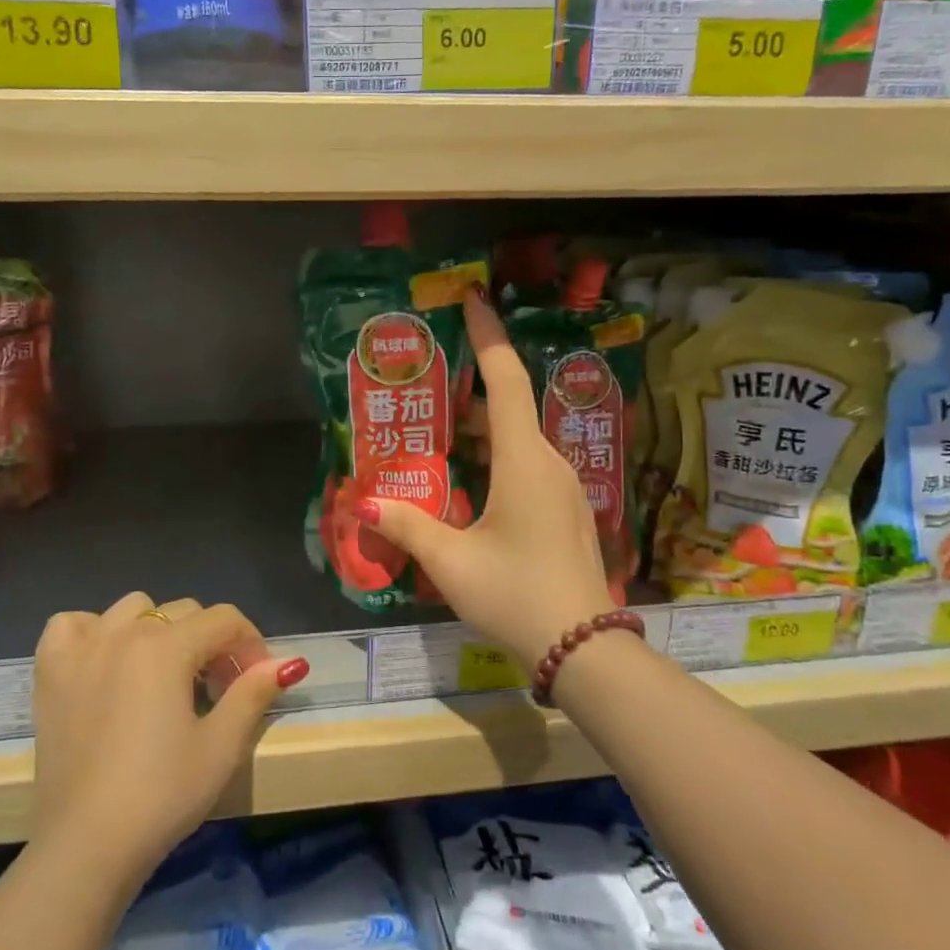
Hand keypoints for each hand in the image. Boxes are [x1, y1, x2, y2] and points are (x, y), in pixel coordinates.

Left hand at [30, 594, 309, 882]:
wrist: (86, 846)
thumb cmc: (161, 795)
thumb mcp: (222, 747)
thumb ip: (253, 694)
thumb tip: (287, 663)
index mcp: (166, 647)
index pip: (224, 619)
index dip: (251, 644)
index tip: (258, 680)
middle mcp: (122, 633)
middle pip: (183, 612)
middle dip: (211, 642)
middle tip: (218, 689)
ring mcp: (82, 649)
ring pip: (132, 609)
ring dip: (157, 630)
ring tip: (163, 675)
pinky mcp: (50, 672)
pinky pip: (72, 625)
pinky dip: (93, 632)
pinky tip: (105, 662)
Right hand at [361, 291, 614, 671]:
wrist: (585, 649)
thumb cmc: (515, 594)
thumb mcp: (451, 561)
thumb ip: (407, 526)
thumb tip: (364, 504)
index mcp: (525, 461)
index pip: (506, 380)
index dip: (488, 337)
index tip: (474, 300)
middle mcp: (550, 462)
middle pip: (509, 410)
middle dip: (470, 394)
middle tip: (428, 391)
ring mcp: (565, 488)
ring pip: (519, 442)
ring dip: (481, 433)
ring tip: (438, 438)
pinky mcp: (568, 511)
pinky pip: (530, 467)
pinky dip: (497, 459)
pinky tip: (470, 486)